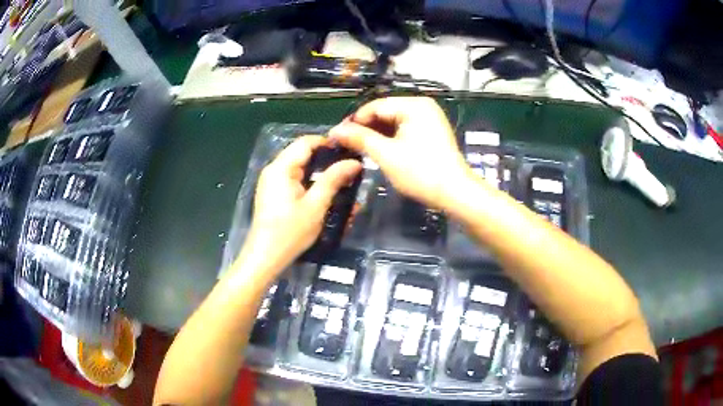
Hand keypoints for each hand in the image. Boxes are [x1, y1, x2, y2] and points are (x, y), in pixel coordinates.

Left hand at [245, 136, 361, 268]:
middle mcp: (274, 170)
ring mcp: (272, 182)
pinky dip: (311, 183)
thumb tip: (354, 162)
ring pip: (300, 167)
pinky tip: (326, 193)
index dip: (328, 142)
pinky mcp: (274, 193)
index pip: (306, 142)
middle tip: (351, 167)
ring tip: (343, 180)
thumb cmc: (290, 232)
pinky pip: (295, 179)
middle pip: (303, 154)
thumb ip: (334, 180)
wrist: (265, 257)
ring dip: (320, 172)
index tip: (350, 149)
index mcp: (281, 168)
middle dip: (327, 159)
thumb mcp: (316, 205)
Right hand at [329, 97, 469, 209]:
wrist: (455, 193)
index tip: (336, 136)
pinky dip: (390, 138)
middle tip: (345, 145)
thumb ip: (360, 139)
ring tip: (358, 149)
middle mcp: (422, 106)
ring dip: (376, 134)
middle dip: (365, 128)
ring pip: (393, 122)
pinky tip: (377, 149)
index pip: (375, 106)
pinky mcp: (431, 132)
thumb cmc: (421, 172)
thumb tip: (335, 131)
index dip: (354, 121)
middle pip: (384, 112)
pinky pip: (404, 129)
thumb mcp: (386, 155)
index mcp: (414, 105)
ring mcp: (429, 119)